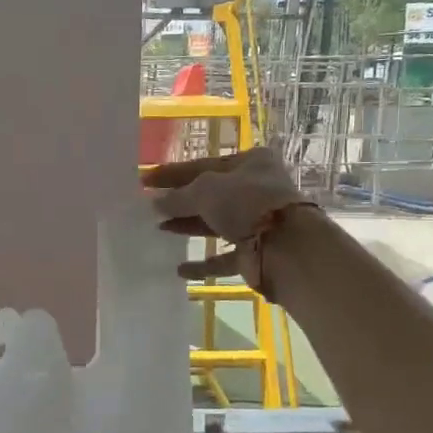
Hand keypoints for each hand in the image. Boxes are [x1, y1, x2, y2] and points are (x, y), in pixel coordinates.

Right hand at [143, 148, 314, 295]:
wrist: (287, 247)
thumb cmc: (246, 203)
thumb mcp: (204, 190)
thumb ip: (177, 197)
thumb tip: (155, 203)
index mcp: (251, 163)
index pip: (203, 165)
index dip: (173, 173)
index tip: (145, 180)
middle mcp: (257, 189)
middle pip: (211, 194)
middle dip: (181, 201)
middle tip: (150, 207)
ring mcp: (258, 222)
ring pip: (217, 223)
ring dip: (188, 226)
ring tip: (159, 229)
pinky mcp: (257, 252)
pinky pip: (225, 257)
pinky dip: (204, 263)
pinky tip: (180, 269)